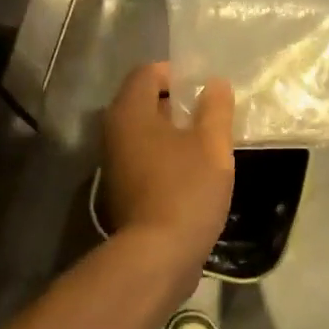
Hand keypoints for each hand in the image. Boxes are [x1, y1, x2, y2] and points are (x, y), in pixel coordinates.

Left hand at [102, 62, 234, 277]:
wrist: (159, 254)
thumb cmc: (186, 190)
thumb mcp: (212, 144)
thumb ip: (215, 108)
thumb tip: (215, 85)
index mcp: (129, 112)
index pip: (147, 73)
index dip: (177, 73)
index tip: (206, 87)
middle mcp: (113, 133)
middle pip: (144, 103)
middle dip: (178, 104)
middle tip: (211, 114)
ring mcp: (114, 164)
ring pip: (145, 134)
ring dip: (174, 133)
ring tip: (208, 143)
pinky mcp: (123, 190)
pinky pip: (145, 160)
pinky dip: (167, 157)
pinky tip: (194, 172)